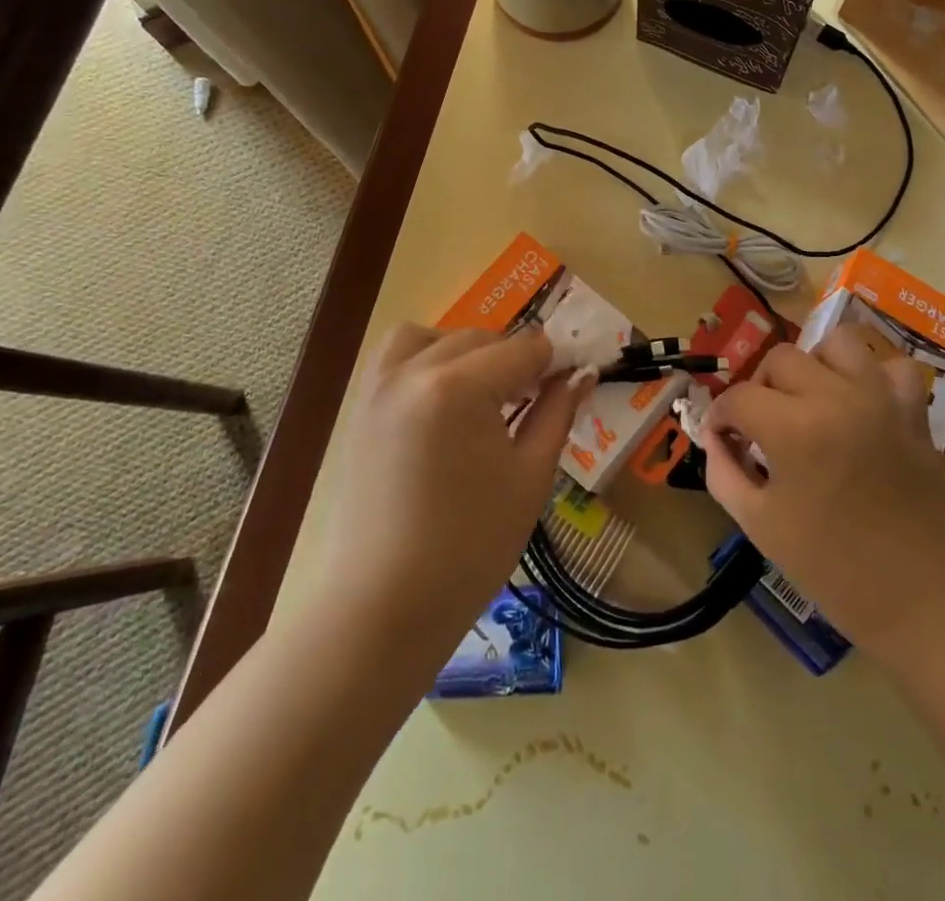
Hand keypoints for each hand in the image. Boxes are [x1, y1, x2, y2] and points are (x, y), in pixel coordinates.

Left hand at [305, 324, 589, 654]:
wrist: (383, 606)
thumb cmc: (470, 546)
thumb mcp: (530, 477)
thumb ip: (557, 413)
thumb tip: (582, 375)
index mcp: (460, 387)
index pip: (524, 349)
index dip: (554, 363)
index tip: (571, 383)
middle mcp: (415, 372)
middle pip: (482, 339)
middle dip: (515, 360)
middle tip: (535, 399)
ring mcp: (380, 387)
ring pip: (435, 337)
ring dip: (468, 351)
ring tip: (485, 392)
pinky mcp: (362, 408)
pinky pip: (397, 357)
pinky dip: (426, 358)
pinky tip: (444, 399)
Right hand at [700, 326, 944, 652]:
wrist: (922, 600)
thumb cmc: (833, 569)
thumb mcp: (760, 526)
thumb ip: (724, 473)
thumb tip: (716, 439)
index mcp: (794, 429)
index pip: (739, 397)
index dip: (721, 417)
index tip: (722, 439)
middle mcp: (836, 397)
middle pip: (781, 359)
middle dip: (761, 388)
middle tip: (762, 425)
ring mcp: (880, 399)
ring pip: (838, 343)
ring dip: (815, 364)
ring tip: (811, 400)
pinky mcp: (913, 411)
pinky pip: (892, 368)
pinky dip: (873, 377)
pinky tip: (861, 405)